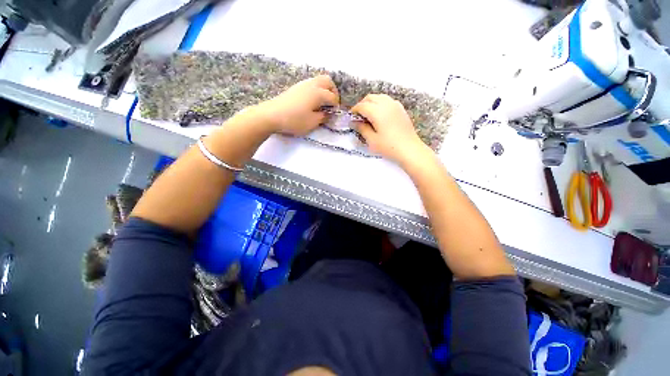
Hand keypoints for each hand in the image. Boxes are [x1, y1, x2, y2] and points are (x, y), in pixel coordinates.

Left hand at [256, 75, 338, 135]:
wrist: (271, 115)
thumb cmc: (294, 120)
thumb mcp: (312, 122)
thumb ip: (323, 117)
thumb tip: (328, 113)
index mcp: (318, 93)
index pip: (332, 97)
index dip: (336, 105)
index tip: (334, 114)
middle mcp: (312, 85)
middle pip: (328, 81)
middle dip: (333, 91)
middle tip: (332, 103)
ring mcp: (303, 84)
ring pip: (319, 80)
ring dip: (324, 89)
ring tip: (322, 103)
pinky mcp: (296, 87)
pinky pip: (311, 83)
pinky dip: (316, 90)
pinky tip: (312, 101)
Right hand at [352, 94, 431, 165]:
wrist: (410, 149)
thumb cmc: (389, 147)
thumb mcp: (372, 140)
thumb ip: (362, 129)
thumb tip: (353, 122)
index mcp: (377, 112)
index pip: (362, 106)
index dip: (354, 110)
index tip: (351, 117)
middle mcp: (386, 104)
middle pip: (370, 98)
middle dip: (362, 104)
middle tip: (358, 116)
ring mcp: (395, 105)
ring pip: (379, 97)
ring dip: (371, 102)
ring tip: (368, 114)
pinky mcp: (401, 109)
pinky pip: (387, 100)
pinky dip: (380, 103)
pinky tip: (379, 114)